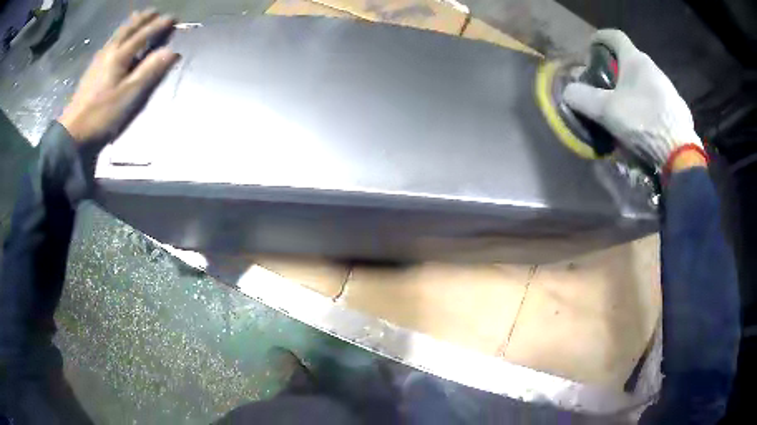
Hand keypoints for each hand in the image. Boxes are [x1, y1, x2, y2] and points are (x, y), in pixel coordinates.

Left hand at [58, 9, 179, 145]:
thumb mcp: (129, 95)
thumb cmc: (102, 115)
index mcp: (120, 56)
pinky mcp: (91, 71)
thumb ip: (150, 71)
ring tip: (138, 17)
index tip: (173, 18)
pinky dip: (118, 35)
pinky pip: (109, 43)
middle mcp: (109, 52)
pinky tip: (118, 38)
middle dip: (143, 19)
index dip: (159, 25)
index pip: (144, 35)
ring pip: (117, 34)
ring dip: (130, 24)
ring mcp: (98, 60)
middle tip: (155, 11)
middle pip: (128, 29)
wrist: (72, 133)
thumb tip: (171, 51)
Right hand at [564, 30, 703, 170]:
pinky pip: (658, 101)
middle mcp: (654, 69)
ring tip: (626, 111)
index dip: (600, 38)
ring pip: (645, 82)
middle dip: (616, 70)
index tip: (591, 49)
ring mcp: (669, 90)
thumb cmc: (643, 123)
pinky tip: (645, 125)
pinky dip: (647, 106)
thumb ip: (582, 98)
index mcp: (636, 61)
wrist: (680, 155)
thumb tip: (568, 92)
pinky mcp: (679, 110)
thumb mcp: (606, 111)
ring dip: (633, 90)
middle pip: (630, 61)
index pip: (614, 36)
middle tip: (606, 87)